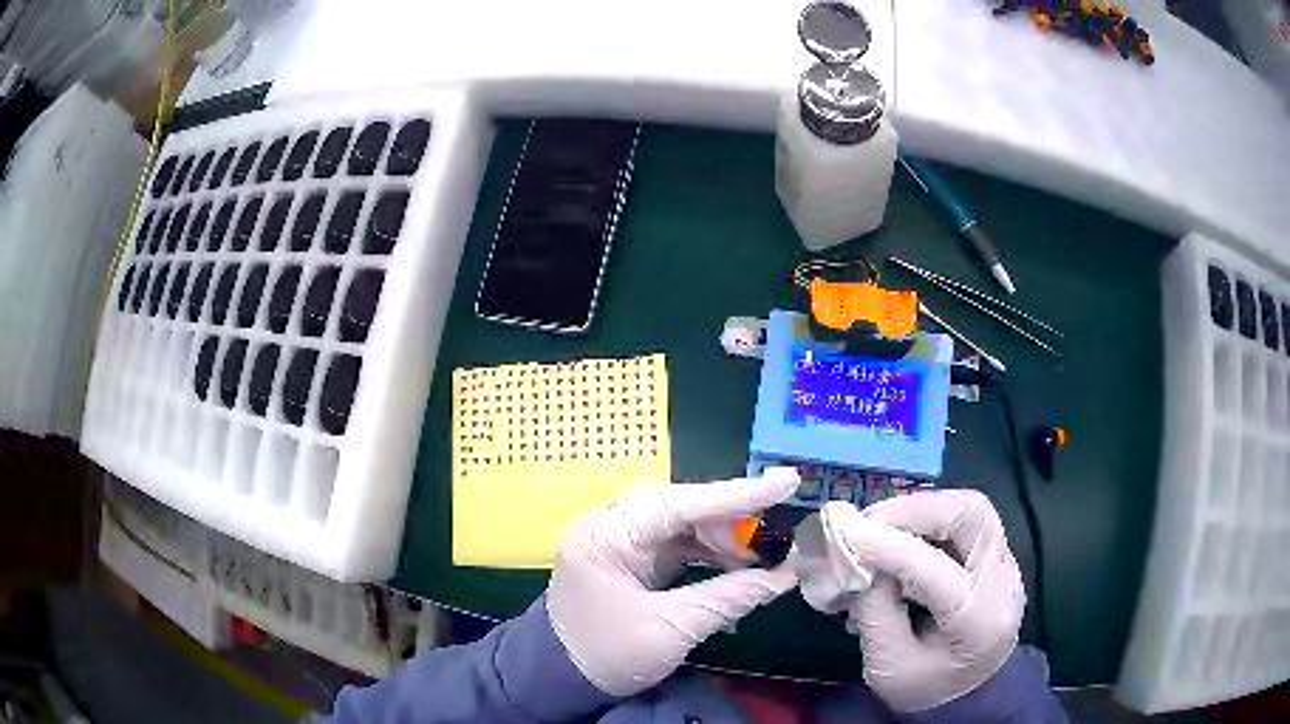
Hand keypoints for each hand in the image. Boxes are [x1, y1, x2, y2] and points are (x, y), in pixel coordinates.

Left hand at [546, 468, 800, 696]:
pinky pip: (676, 544)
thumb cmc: (607, 654)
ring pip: (682, 524)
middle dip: (732, 523)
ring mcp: (619, 539)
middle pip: (682, 508)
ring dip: (723, 540)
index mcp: (607, 536)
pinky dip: (709, 555)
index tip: (786, 481)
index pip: (680, 504)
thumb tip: (785, 576)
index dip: (738, 495)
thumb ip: (729, 597)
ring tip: (761, 559)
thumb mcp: (672, 630)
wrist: (560, 677)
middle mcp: (610, 525)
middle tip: (775, 540)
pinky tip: (737, 568)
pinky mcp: (629, 556)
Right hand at [834, 490, 1024, 711]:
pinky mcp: (997, 555)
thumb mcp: (887, 666)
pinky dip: (928, 518)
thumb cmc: (925, 687)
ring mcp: (1006, 564)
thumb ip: (874, 610)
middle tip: (868, 521)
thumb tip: (857, 557)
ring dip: (921, 509)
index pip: (937, 571)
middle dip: (914, 511)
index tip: (846, 532)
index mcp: (978, 623)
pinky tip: (901, 534)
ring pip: (971, 508)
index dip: (890, 548)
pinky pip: (966, 520)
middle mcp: (1003, 582)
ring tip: (880, 525)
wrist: (967, 696)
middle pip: (970, 515)